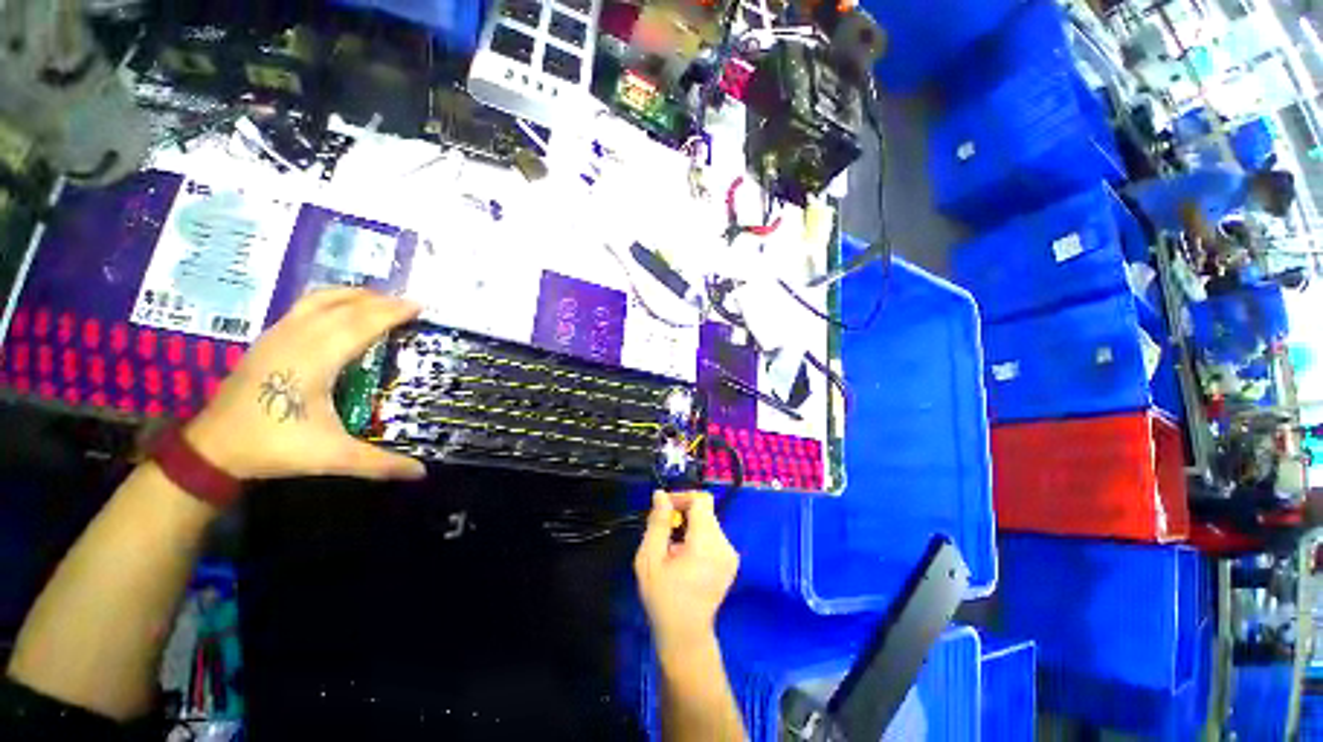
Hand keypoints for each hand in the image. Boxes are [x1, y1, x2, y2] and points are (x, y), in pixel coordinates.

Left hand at [182, 288, 426, 481]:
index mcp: (314, 362)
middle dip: (380, 301)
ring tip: (381, 299)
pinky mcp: (267, 339)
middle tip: (410, 303)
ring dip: (354, 295)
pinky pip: (304, 306)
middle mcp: (295, 340)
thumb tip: (422, 473)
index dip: (391, 313)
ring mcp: (277, 336)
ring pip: (319, 300)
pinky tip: (341, 308)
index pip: (359, 325)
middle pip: (343, 307)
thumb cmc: (274, 447)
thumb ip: (379, 464)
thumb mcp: (331, 458)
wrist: (214, 448)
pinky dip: (331, 300)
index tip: (419, 306)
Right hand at [634, 491, 738, 655]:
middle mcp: (725, 544)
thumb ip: (657, 523)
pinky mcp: (731, 560)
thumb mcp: (650, 559)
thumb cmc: (663, 598)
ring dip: (689, 525)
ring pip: (708, 521)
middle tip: (663, 531)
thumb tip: (661, 494)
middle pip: (705, 510)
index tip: (664, 509)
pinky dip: (698, 536)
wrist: (685, 636)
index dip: (681, 497)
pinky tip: (685, 556)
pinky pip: (713, 534)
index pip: (701, 500)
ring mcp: (731, 553)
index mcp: (706, 543)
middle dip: (683, 513)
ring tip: (672, 547)